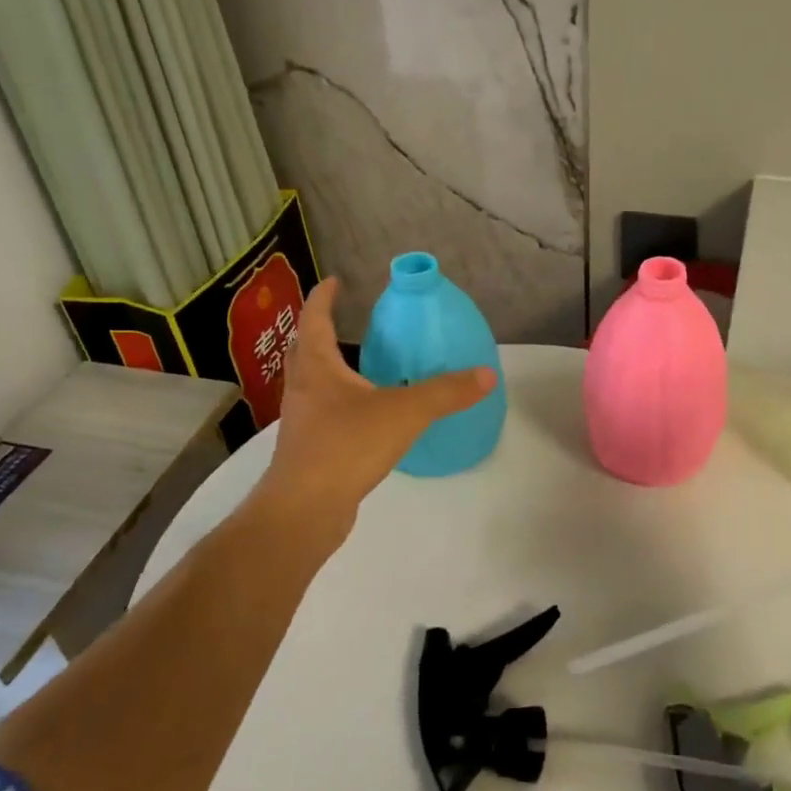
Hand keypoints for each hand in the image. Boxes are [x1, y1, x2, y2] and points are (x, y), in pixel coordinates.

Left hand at [244, 278, 494, 553]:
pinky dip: (340, 404)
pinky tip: (365, 416)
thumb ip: (446, 392)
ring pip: (313, 384)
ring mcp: (303, 421)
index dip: (325, 297)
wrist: (305, 509)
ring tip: (358, 366)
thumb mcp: (405, 413)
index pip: (315, 319)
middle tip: (345, 320)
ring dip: (329, 369)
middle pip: (305, 350)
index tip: (336, 281)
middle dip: (321, 331)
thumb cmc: (346, 446)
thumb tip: (487, 374)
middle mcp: (303, 388)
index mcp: (318, 367)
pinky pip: (324, 414)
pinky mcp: (310, 450)